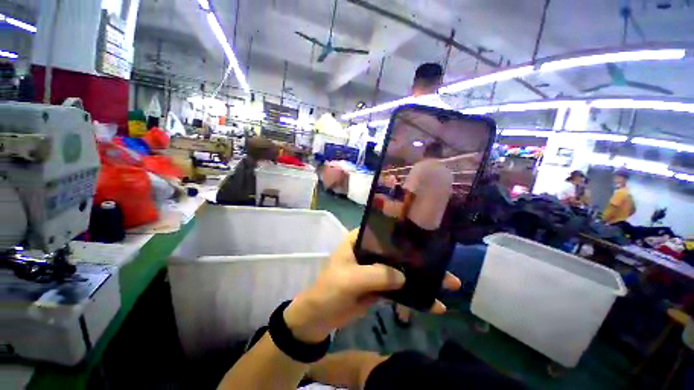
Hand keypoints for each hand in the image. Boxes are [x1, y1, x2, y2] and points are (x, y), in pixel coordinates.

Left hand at [284, 230, 460, 342]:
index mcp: (360, 241)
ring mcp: (376, 269)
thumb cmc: (329, 290)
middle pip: (398, 252)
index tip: (429, 237)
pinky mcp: (379, 286)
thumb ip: (376, 275)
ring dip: (422, 278)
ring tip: (449, 285)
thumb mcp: (349, 280)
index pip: (384, 232)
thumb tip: (405, 276)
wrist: (320, 318)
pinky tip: (433, 304)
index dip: (405, 233)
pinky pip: (399, 288)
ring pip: (401, 270)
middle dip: (421, 259)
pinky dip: (414, 295)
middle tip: (446, 267)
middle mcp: (370, 251)